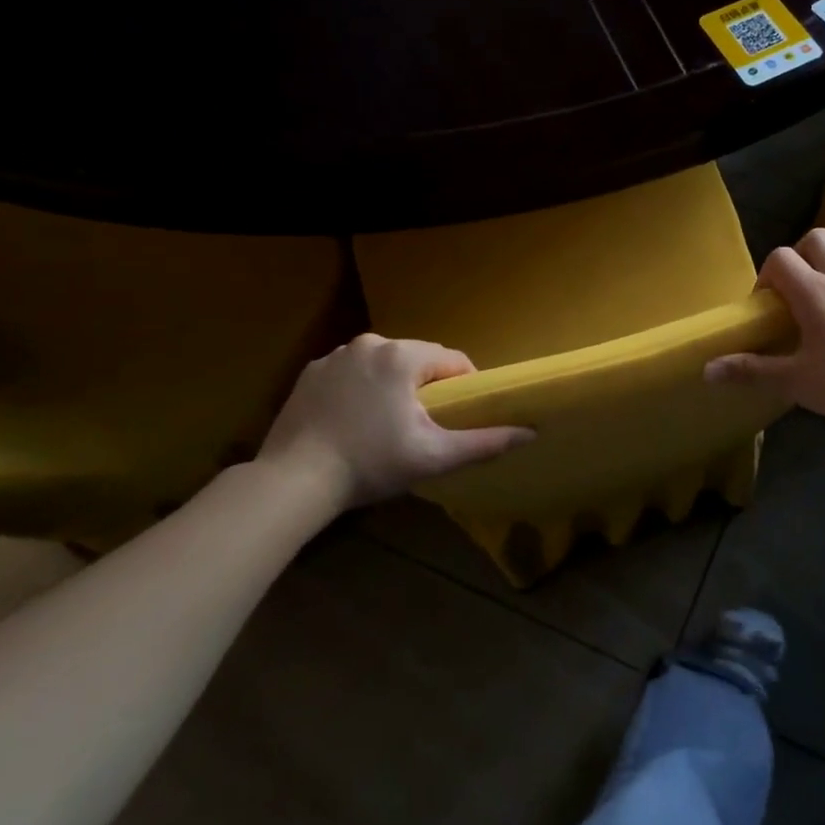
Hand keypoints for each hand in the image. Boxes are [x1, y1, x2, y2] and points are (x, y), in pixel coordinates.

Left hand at [257, 335, 532, 511]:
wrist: (294, 480)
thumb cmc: (371, 464)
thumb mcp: (435, 456)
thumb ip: (485, 442)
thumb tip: (530, 432)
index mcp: (403, 356)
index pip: (453, 360)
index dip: (464, 387)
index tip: (459, 416)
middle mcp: (370, 343)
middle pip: (418, 359)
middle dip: (428, 387)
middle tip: (425, 426)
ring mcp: (335, 356)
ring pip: (384, 364)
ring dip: (394, 386)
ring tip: (388, 426)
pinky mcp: (310, 372)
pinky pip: (352, 373)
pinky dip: (361, 390)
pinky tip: (354, 422)